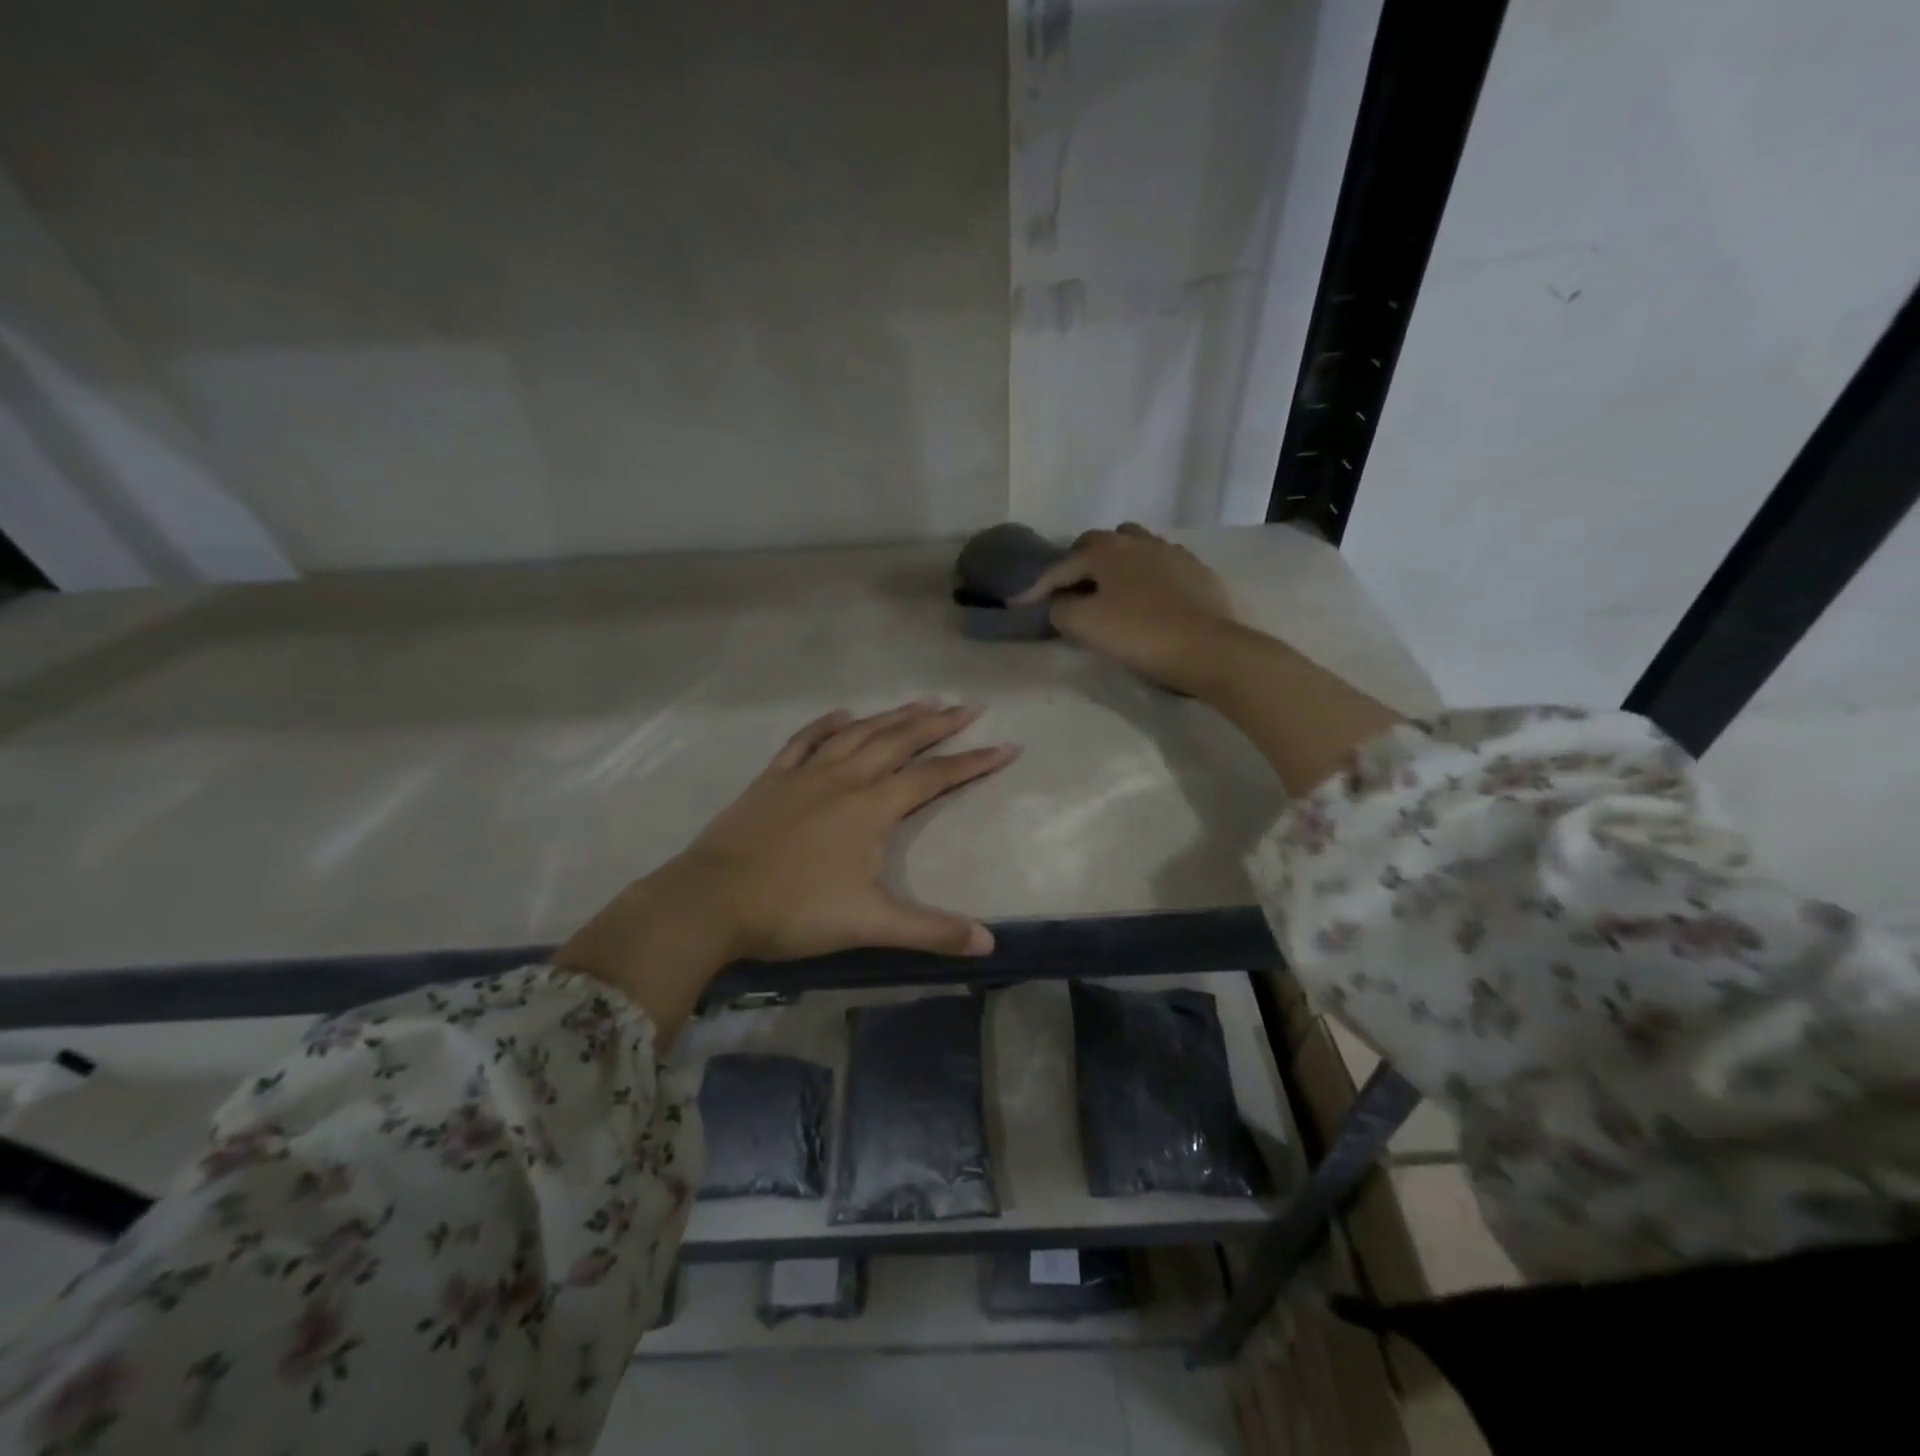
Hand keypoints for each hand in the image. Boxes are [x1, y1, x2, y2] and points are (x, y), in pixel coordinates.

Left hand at [677, 701, 1017, 959]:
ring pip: (859, 733)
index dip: (974, 762)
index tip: (1007, 746)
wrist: (712, 900)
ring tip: (922, 701)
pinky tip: (842, 715)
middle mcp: (845, 778)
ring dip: (893, 716)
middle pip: (900, 741)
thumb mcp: (869, 925)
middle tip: (970, 706)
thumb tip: (989, 943)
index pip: (935, 777)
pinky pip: (806, 740)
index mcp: (872, 807)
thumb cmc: (794, 911)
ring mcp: (806, 774)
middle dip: (939, 723)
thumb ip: (930, 931)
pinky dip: (827, 725)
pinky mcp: (773, 778)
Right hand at [1015, 523, 1236, 693]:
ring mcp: (1171, 552)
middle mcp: (1137, 541)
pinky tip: (1146, 594)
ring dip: (1113, 562)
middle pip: (1097, 544)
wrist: (1207, 648)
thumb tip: (1060, 603)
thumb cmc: (1139, 633)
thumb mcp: (1085, 625)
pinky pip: (1160, 562)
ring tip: (1108, 587)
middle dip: (1076, 564)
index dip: (1037, 587)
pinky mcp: (1196, 570)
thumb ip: (1061, 609)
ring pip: (1132, 546)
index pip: (1061, 566)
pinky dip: (1143, 573)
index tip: (1019, 605)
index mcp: (1106, 551)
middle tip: (1066, 590)